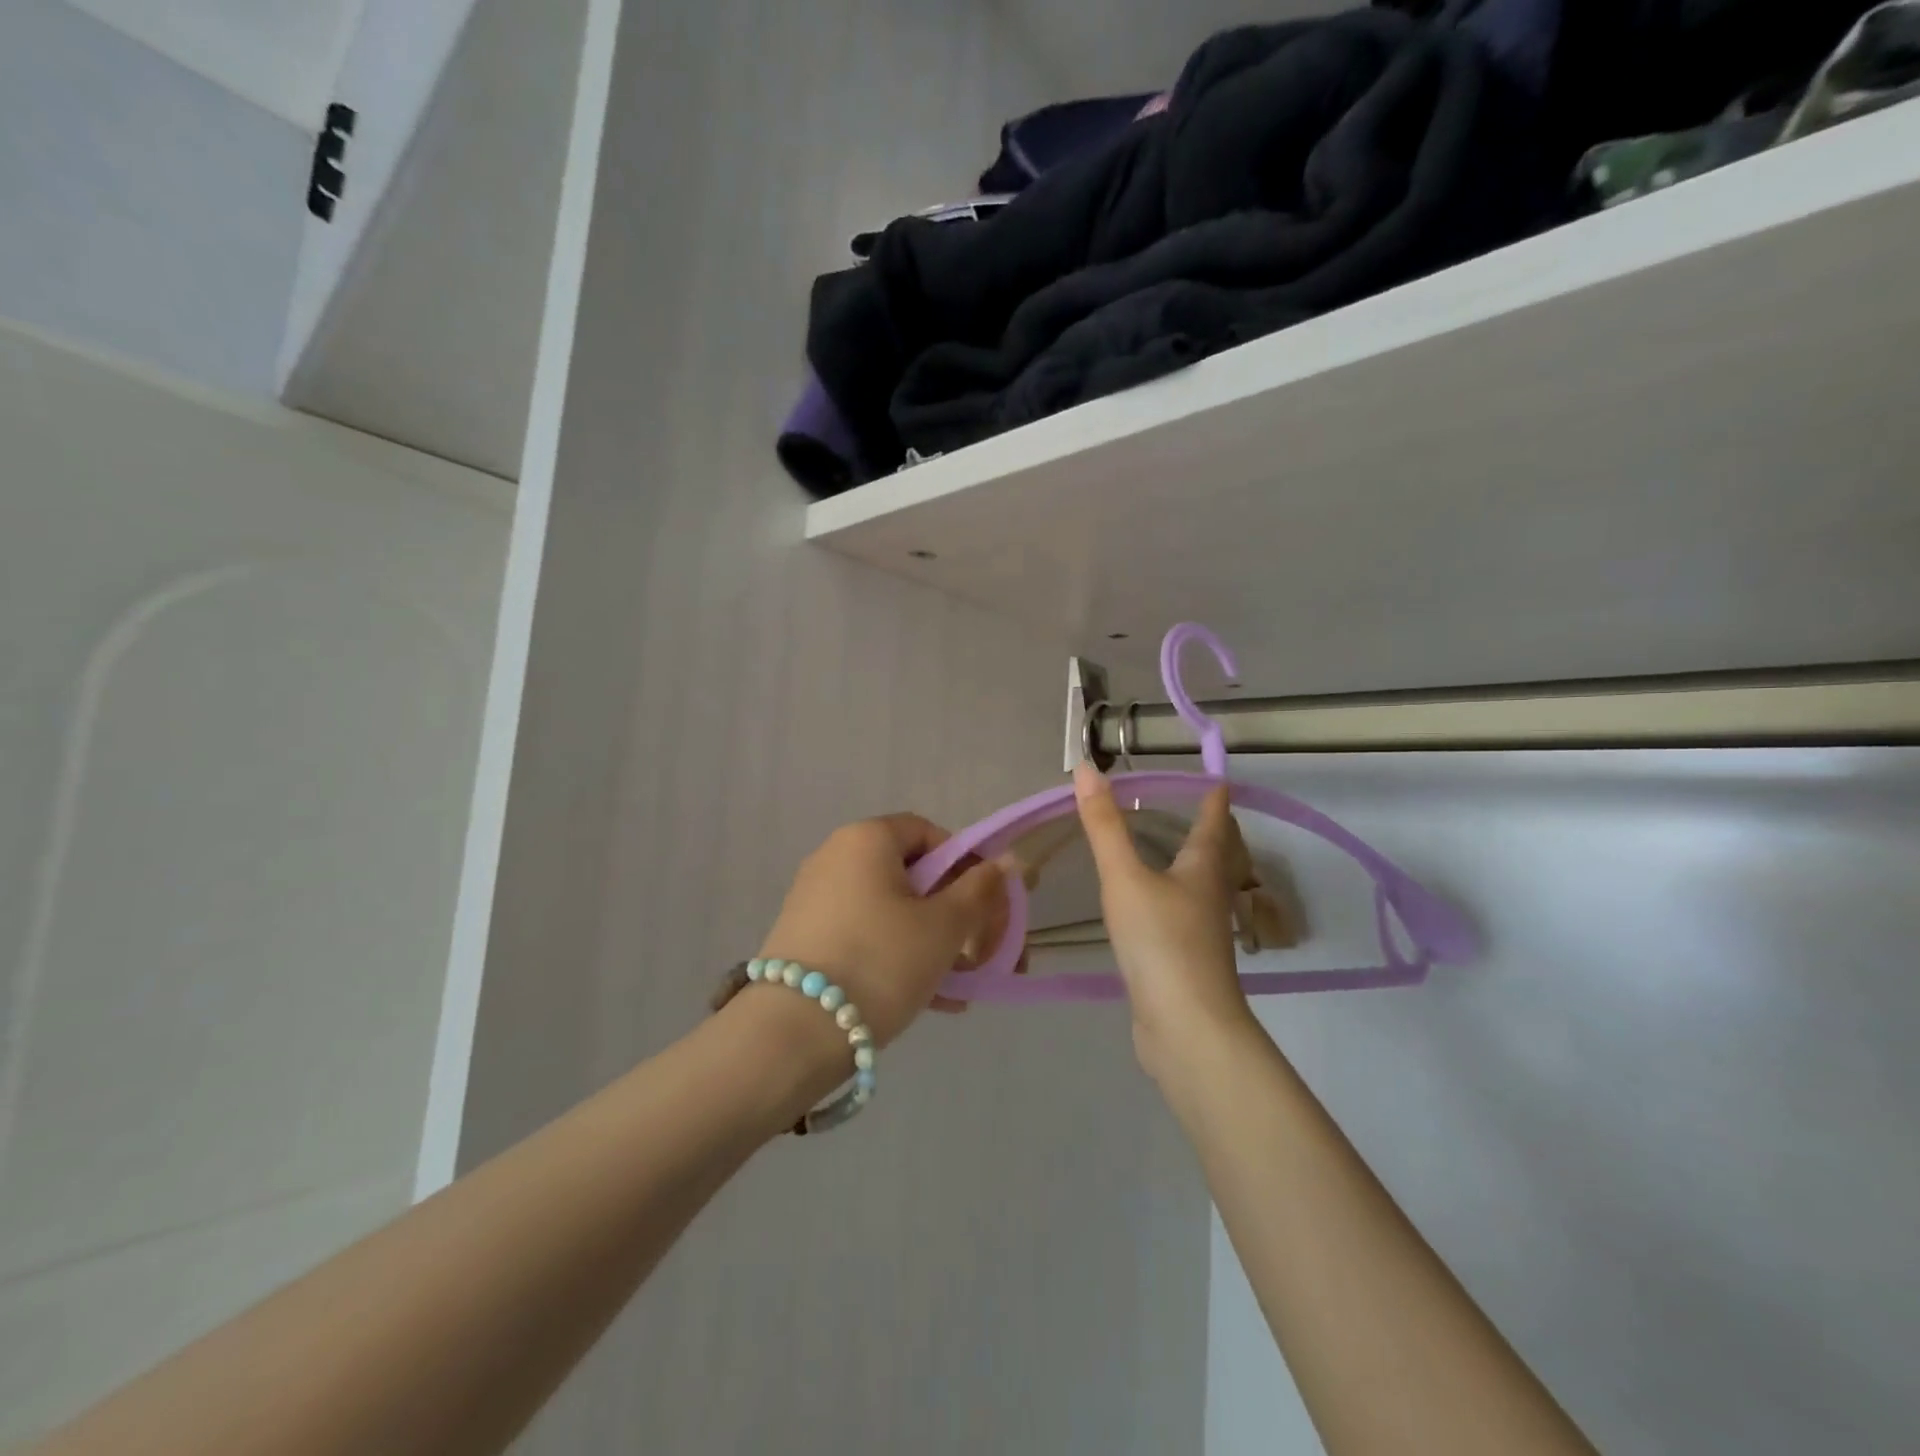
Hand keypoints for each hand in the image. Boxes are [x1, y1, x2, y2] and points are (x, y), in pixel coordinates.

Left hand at [758, 814, 1008, 1047]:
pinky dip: (899, 957)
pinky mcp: (805, 939)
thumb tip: (1011, 859)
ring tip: (961, 987)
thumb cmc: (881, 961)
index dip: (966, 865)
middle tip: (981, 954)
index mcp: (867, 838)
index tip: (987, 906)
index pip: (929, 833)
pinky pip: (866, 936)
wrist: (793, 1033)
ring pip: (892, 911)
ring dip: (933, 942)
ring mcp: (816, 899)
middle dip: (955, 914)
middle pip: (912, 875)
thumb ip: (980, 890)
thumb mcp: (943, 927)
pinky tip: (932, 1001)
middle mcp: (835, 857)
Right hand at [1073, 761, 1255, 1077]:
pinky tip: (1151, 904)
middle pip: (1215, 853)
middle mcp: (1210, 894)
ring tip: (1168, 849)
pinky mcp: (1187, 959)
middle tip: (1190, 808)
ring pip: (1199, 885)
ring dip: (1189, 863)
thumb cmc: (1161, 941)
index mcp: (1203, 868)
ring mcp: (1202, 930)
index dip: (1212, 796)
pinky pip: (1181, 914)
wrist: (1186, 1027)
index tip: (1213, 778)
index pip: (1214, 820)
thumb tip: (1086, 768)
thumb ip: (1103, 826)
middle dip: (1207, 830)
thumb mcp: (1125, 877)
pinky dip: (1170, 896)